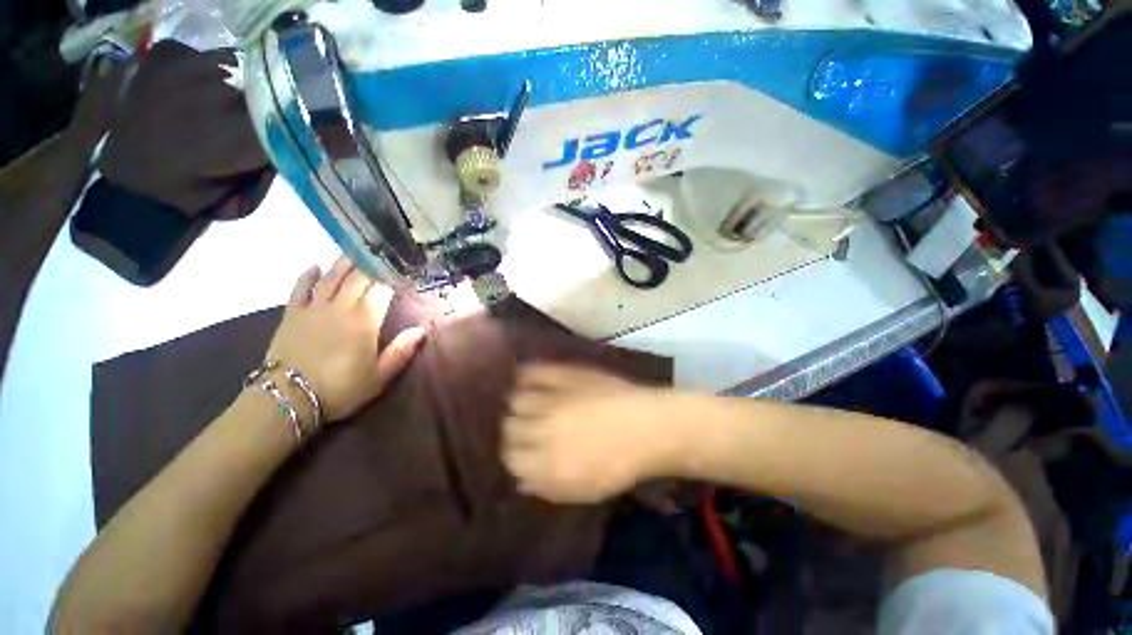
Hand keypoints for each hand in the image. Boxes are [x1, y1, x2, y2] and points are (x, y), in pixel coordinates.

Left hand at [265, 255, 424, 423]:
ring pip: (331, 277)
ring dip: (343, 262)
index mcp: (365, 320)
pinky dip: (308, 276)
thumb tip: (421, 330)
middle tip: (381, 251)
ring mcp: (314, 308)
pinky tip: (314, 266)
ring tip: (354, 249)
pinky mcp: (292, 314)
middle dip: (371, 264)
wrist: (289, 398)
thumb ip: (401, 350)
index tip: (402, 269)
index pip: (382, 290)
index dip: (392, 278)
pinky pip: (300, 288)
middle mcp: (340, 307)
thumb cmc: (341, 388)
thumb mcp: (380, 375)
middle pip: (357, 278)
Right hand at [502, 364, 684, 503]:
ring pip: (516, 400)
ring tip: (527, 404)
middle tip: (525, 428)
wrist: (647, 425)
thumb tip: (520, 479)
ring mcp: (552, 399)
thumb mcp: (583, 490)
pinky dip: (525, 375)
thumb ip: (546, 486)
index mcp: (547, 463)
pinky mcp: (564, 375)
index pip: (510, 458)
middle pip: (509, 427)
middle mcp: (543, 429)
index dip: (514, 455)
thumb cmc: (620, 463)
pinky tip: (525, 378)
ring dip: (518, 405)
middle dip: (514, 430)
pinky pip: (533, 372)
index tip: (521, 453)